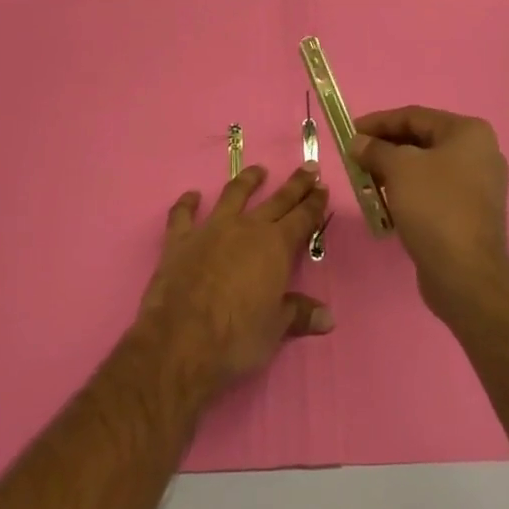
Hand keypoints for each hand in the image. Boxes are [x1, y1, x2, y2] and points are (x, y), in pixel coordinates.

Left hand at [138, 164, 332, 394]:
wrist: (182, 340)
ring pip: (233, 195)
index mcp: (275, 247)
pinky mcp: (180, 240)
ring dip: (247, 181)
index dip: (314, 203)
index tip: (323, 187)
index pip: (302, 218)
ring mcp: (211, 229)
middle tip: (309, 168)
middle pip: (277, 200)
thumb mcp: (275, 329)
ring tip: (258, 171)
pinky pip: (183, 214)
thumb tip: (328, 318)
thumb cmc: (237, 337)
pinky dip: (187, 203)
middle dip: (295, 184)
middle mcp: (247, 228)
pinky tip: (192, 196)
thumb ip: (299, 315)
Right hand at [352, 107, 508, 324]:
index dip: (378, 122)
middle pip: (421, 140)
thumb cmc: (434, 206)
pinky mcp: (470, 213)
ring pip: (426, 168)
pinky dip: (408, 192)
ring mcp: (478, 185)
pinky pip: (433, 192)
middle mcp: (479, 152)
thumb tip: (358, 142)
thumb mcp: (398, 168)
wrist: (465, 273)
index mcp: (468, 132)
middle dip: (385, 148)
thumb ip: (375, 149)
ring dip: (394, 172)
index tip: (350, 131)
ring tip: (365, 180)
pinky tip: (385, 203)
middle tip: (355, 157)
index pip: (415, 116)